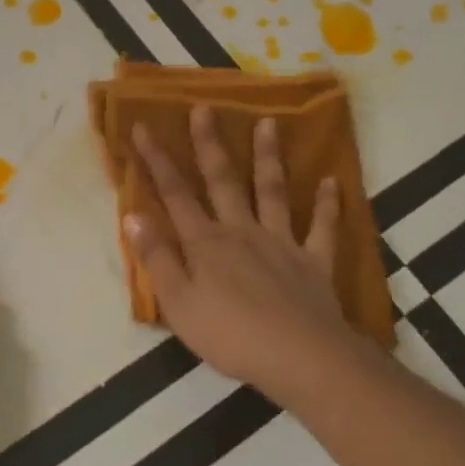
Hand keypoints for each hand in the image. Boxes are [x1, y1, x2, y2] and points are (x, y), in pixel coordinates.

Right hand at [125, 107, 379, 410]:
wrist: (301, 357)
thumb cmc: (230, 335)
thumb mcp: (178, 303)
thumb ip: (157, 258)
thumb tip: (132, 216)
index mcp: (206, 243)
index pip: (174, 194)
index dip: (156, 160)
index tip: (143, 126)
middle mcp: (242, 231)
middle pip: (223, 181)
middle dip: (210, 144)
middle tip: (205, 108)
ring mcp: (281, 243)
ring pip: (272, 192)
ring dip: (268, 157)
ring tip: (268, 123)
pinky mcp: (314, 262)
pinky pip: (322, 228)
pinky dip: (328, 205)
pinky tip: (332, 181)